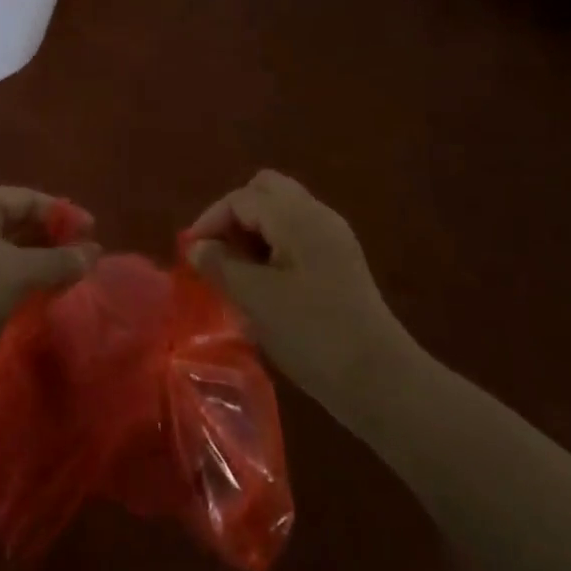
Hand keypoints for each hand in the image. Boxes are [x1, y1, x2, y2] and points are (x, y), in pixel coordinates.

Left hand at [0, 188, 99, 367]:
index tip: (92, 230)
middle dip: (51, 237)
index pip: (22, 198)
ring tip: (72, 276)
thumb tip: (92, 253)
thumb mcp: (16, 274)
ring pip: (6, 254)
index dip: (60, 211)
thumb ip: (57, 261)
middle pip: (14, 223)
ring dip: (38, 262)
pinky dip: (21, 283)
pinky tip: (44, 297)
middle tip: (85, 254)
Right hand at [186, 171, 409, 412]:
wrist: (381, 380)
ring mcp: (333, 237)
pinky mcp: (341, 261)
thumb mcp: (256, 299)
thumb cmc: (312, 333)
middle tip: (217, 251)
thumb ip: (220, 265)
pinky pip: (298, 233)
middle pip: (266, 190)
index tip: (190, 254)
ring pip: (283, 211)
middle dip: (235, 215)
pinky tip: (266, 282)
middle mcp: (317, 214)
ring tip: (237, 270)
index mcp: (296, 215)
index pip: (242, 198)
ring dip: (254, 229)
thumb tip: (196, 247)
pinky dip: (274, 244)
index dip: (210, 220)